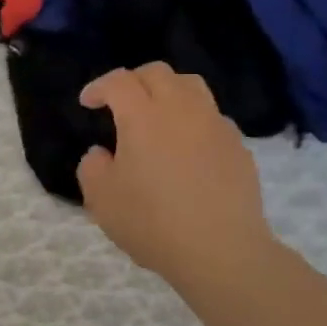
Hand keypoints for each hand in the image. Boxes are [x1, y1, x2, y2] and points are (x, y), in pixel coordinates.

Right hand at [77, 63, 277, 285]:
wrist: (222, 252)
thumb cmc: (153, 222)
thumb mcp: (101, 199)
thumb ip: (92, 167)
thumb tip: (102, 153)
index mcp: (143, 116)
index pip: (119, 81)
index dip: (99, 86)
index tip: (88, 102)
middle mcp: (181, 109)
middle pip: (157, 73)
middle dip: (134, 80)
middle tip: (121, 102)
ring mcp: (215, 125)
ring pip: (191, 86)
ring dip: (168, 91)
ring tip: (158, 114)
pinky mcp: (238, 146)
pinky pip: (213, 117)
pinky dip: (194, 119)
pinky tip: (188, 146)